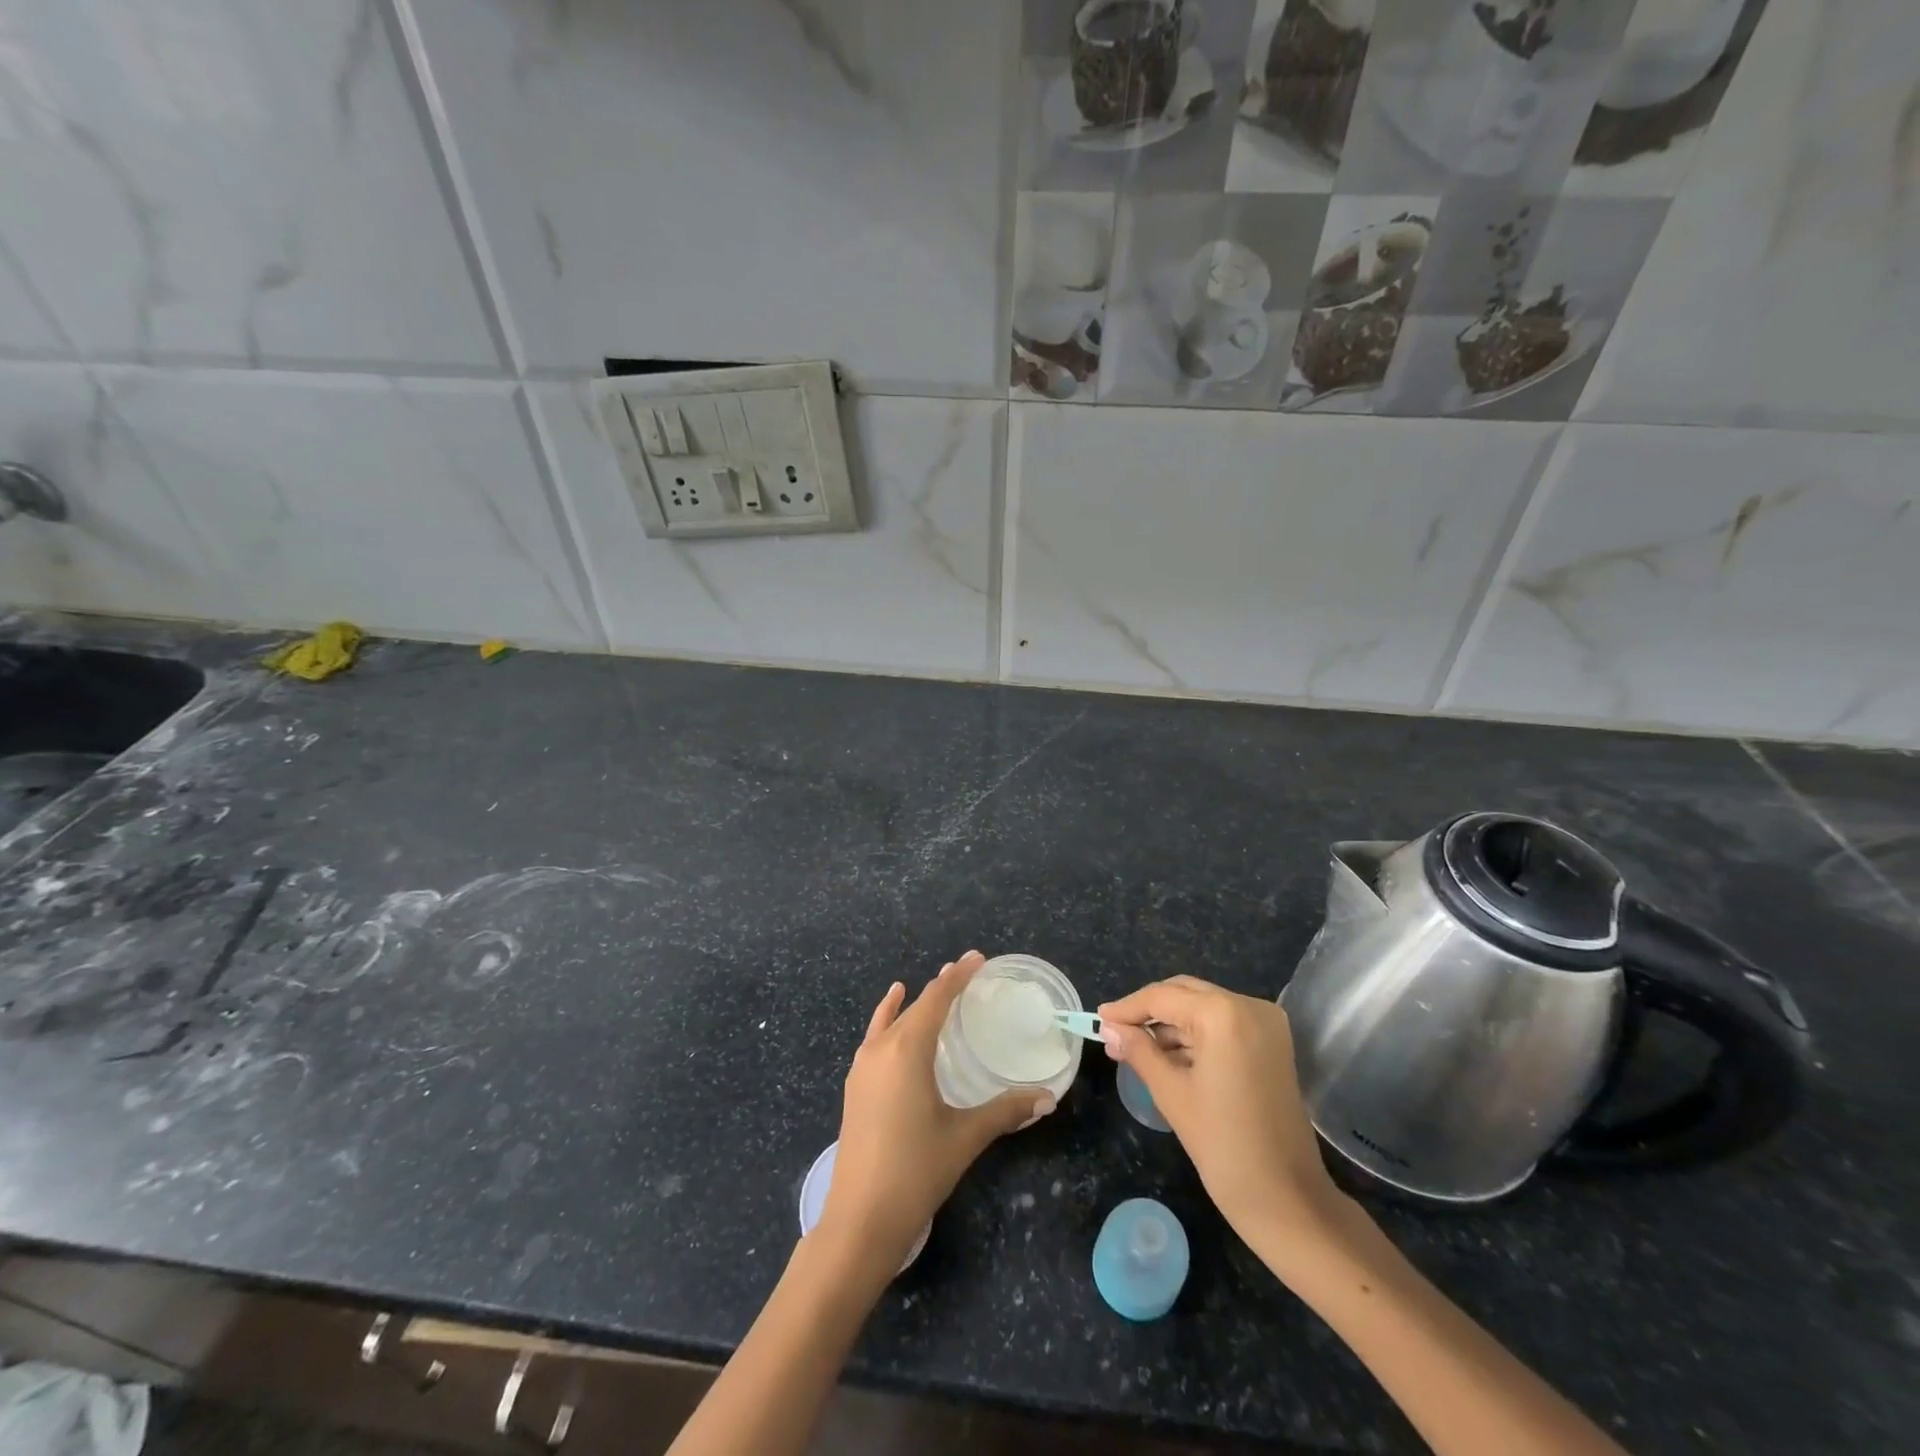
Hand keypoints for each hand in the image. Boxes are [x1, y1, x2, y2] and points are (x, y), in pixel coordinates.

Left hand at [820, 951, 1055, 1272]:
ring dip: (915, 1002)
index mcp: (907, 1050)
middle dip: (941, 987)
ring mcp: (862, 1067)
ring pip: (892, 1020)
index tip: (977, 958)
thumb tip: (1047, 1097)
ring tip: (935, 986)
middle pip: (915, 1006)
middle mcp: (881, 1048)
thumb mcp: (965, 1137)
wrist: (858, 1220)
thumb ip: (1005, 1112)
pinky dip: (887, 1018)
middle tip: (967, 973)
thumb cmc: (915, 1171)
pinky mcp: (855, 1086)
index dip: (957, 977)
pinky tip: (891, 1015)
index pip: (936, 999)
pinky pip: (875, 1037)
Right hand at [1098, 976, 1341, 1243]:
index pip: (1163, 997)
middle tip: (1114, 1032)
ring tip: (1135, 1049)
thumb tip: (1109, 1027)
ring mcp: (1266, 1024)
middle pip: (1185, 993)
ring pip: (1203, 1008)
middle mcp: (1249, 1006)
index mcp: (1223, 1013)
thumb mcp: (1171, 1093)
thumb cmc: (1223, 1145)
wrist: (1287, 1200)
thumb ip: (1138, 1050)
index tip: (1098, 1019)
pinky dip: (1195, 1035)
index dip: (1127, 1008)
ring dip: (1170, 1024)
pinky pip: (1223, 1025)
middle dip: (1149, 1012)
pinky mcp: (1272, 1044)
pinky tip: (1167, 1056)